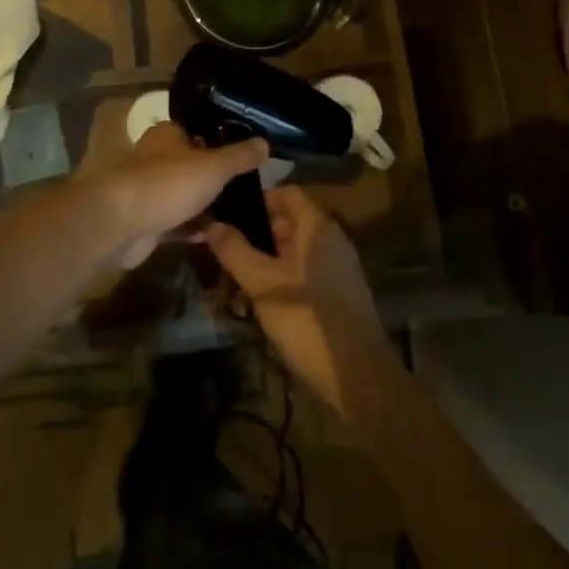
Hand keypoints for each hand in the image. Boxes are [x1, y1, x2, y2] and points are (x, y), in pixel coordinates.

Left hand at [93, 122, 266, 267]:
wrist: (119, 224)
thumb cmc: (167, 183)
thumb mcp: (213, 166)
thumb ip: (239, 156)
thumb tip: (265, 142)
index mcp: (166, 135)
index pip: (197, 133)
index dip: (219, 143)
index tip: (245, 159)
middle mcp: (155, 158)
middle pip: (191, 166)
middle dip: (214, 179)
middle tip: (248, 192)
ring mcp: (148, 191)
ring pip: (184, 196)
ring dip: (205, 207)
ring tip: (238, 216)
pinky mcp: (145, 222)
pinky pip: (175, 223)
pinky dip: (192, 229)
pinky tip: (216, 237)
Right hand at [202, 185, 395, 419]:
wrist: (357, 375)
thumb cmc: (306, 318)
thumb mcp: (262, 283)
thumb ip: (235, 250)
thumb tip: (212, 224)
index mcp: (317, 227)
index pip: (287, 193)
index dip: (257, 200)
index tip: (229, 215)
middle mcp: (331, 239)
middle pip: (290, 221)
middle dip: (257, 233)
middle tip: (226, 249)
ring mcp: (338, 267)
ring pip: (295, 250)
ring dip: (267, 259)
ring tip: (237, 277)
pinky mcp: (339, 293)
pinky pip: (305, 271)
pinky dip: (282, 277)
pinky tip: (261, 301)